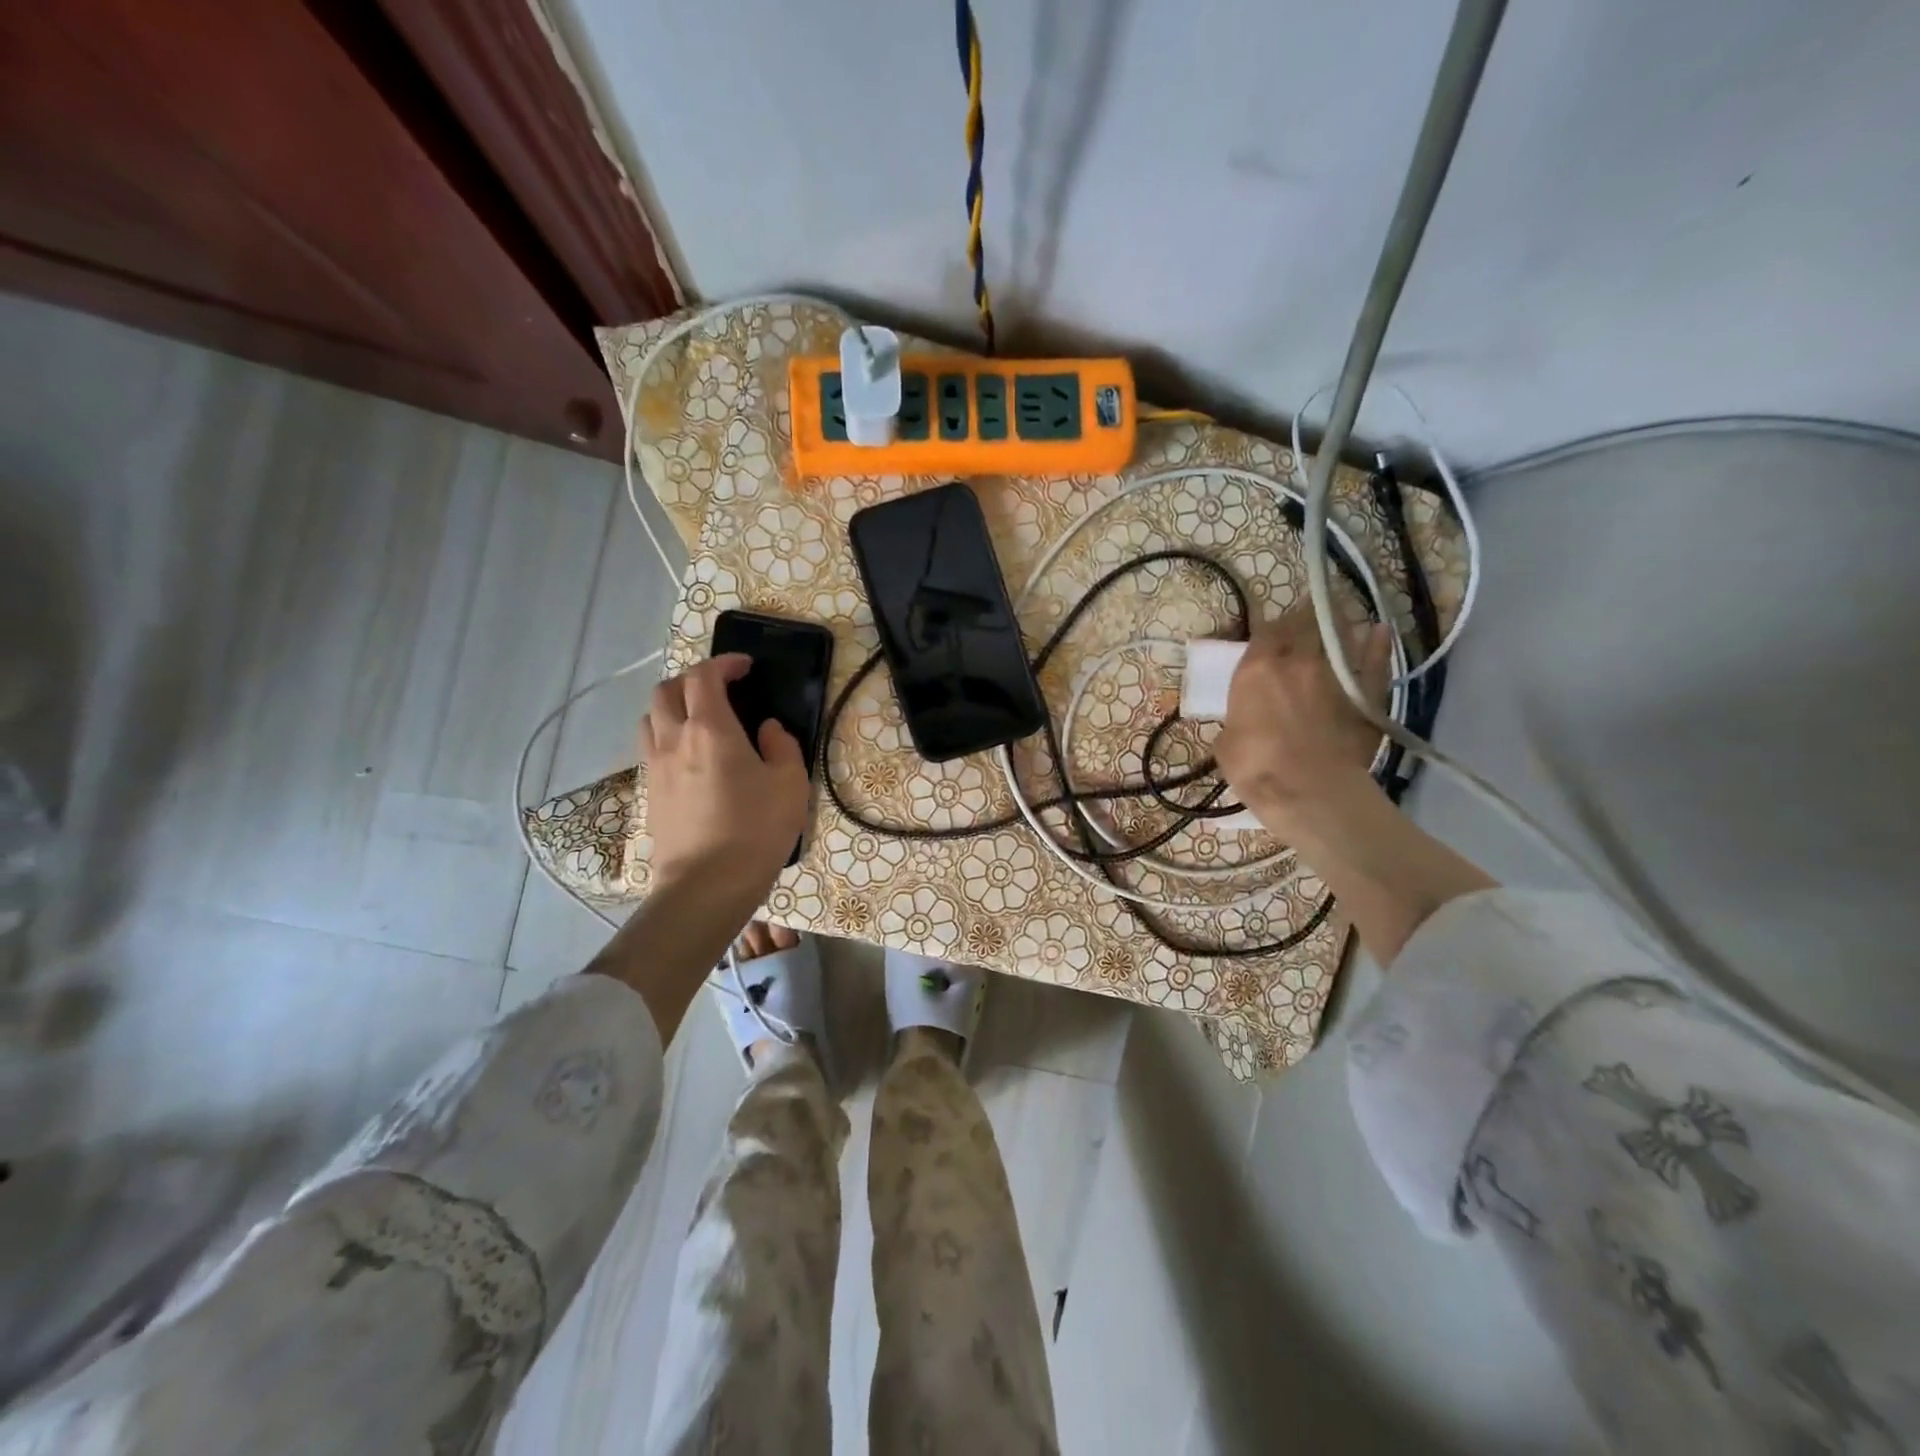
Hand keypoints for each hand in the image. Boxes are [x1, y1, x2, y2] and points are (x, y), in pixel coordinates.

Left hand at [642, 654, 809, 910]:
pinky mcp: (650, 793)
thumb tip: (767, 729)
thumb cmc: (755, 830)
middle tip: (721, 689)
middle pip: (667, 690)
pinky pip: (651, 748)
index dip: (723, 663)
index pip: (704, 676)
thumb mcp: (790, 784)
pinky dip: (667, 736)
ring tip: (700, 720)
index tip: (745, 667)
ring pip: (651, 717)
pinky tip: (690, 757)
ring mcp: (655, 767)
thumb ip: (782, 746)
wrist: (706, 886)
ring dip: (673, 707)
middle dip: (693, 680)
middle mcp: (674, 739)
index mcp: (710, 729)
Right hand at [1213, 610, 1391, 838]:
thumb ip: (1237, 719)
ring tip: (1335, 617)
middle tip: (1300, 618)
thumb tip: (1243, 720)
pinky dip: (1378, 643)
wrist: (1309, 790)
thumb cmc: (1255, 767)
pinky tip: (1380, 631)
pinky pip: (1375, 660)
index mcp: (1256, 670)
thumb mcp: (1226, 742)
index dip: (1265, 627)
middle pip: (1302, 622)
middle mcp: (1296, 660)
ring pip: (1340, 633)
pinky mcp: (1366, 692)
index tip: (1265, 630)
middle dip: (1300, 616)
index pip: (1262, 630)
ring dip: (1336, 622)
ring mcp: (1335, 673)